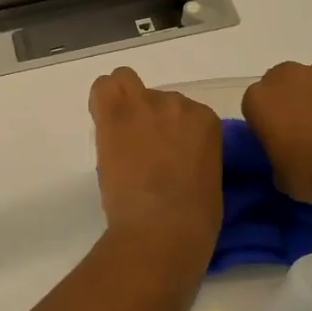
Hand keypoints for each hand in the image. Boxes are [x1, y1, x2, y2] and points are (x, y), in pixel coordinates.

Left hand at [89, 67, 222, 265]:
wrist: (162, 227)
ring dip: (123, 103)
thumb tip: (179, 159)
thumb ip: (196, 156)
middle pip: (156, 99)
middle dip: (148, 121)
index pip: (183, 113)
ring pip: (126, 83)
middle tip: (140, 151)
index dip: (170, 134)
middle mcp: (178, 104)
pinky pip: (103, 88)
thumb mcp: (210, 180)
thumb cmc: (194, 218)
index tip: (164, 156)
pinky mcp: (114, 115)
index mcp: (206, 121)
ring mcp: (144, 106)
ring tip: (120, 134)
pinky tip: (103, 125)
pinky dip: (100, 101)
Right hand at [241, 60, 311, 212]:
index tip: (282, 139)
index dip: (269, 122)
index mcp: (259, 101)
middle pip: (283, 82)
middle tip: (309, 129)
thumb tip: (288, 155)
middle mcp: (286, 76)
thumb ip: (277, 158)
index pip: (256, 105)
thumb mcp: (282, 179)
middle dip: (292, 100)